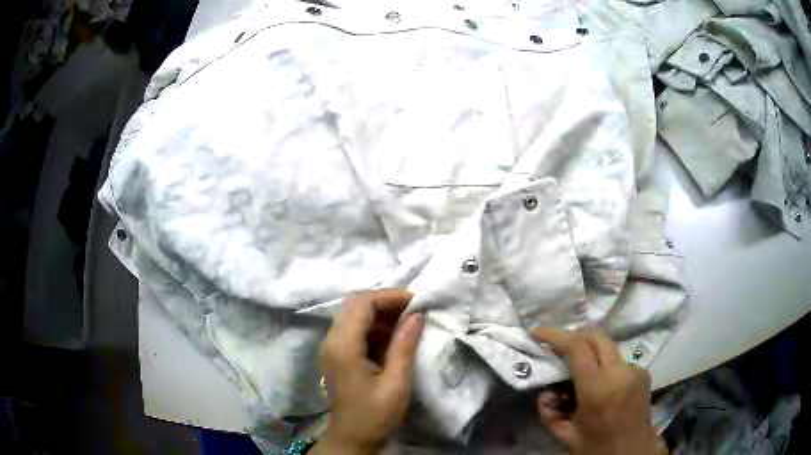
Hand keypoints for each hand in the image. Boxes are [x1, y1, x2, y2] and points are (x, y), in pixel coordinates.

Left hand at [312, 290, 424, 454]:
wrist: (351, 439)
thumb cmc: (375, 415)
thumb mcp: (396, 383)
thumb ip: (404, 346)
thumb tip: (417, 315)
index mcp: (344, 346)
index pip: (362, 303)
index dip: (389, 296)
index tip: (416, 302)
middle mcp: (331, 340)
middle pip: (354, 304)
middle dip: (384, 301)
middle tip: (413, 310)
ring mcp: (331, 347)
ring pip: (353, 314)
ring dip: (379, 313)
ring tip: (407, 321)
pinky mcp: (335, 355)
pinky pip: (353, 328)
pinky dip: (373, 326)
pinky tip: (392, 336)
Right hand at [532, 328, 667, 454]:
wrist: (632, 452)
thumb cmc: (596, 447)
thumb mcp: (565, 433)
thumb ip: (549, 411)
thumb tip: (544, 393)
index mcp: (598, 389)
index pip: (577, 348)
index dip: (556, 335)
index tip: (537, 332)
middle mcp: (620, 372)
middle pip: (596, 337)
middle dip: (574, 336)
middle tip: (557, 346)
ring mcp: (635, 370)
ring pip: (607, 349)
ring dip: (590, 354)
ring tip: (578, 373)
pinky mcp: (643, 372)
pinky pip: (618, 361)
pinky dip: (604, 367)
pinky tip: (600, 385)